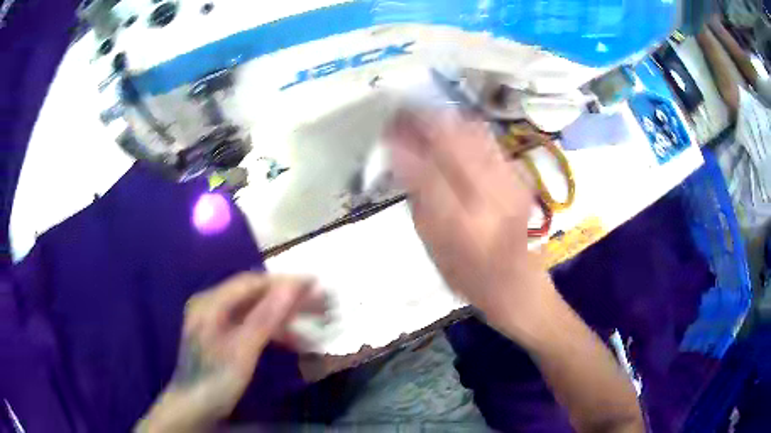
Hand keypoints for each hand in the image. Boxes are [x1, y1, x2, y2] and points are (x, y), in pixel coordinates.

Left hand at [136, 272, 326, 431]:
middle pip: (255, 295)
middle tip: (321, 306)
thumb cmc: (215, 380)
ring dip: (285, 316)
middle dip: (289, 299)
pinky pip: (253, 324)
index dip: (284, 282)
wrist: (193, 407)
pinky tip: (292, 340)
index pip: (252, 283)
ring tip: (314, 325)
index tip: (316, 286)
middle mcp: (213, 305)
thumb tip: (291, 287)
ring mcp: (217, 320)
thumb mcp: (242, 352)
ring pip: (257, 310)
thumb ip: (265, 318)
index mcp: (211, 303)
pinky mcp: (224, 335)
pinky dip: (274, 330)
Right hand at [386, 110, 556, 336]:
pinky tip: (449, 132)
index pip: (428, 169)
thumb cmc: (472, 279)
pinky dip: (463, 128)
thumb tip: (400, 158)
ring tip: (422, 119)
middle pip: (456, 138)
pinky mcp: (519, 176)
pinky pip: (488, 139)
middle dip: (423, 118)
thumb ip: (419, 201)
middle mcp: (492, 195)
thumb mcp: (435, 250)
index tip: (386, 130)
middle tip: (401, 116)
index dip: (405, 142)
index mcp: (463, 223)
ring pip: (474, 131)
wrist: (521, 288)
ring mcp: (511, 181)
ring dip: (444, 118)